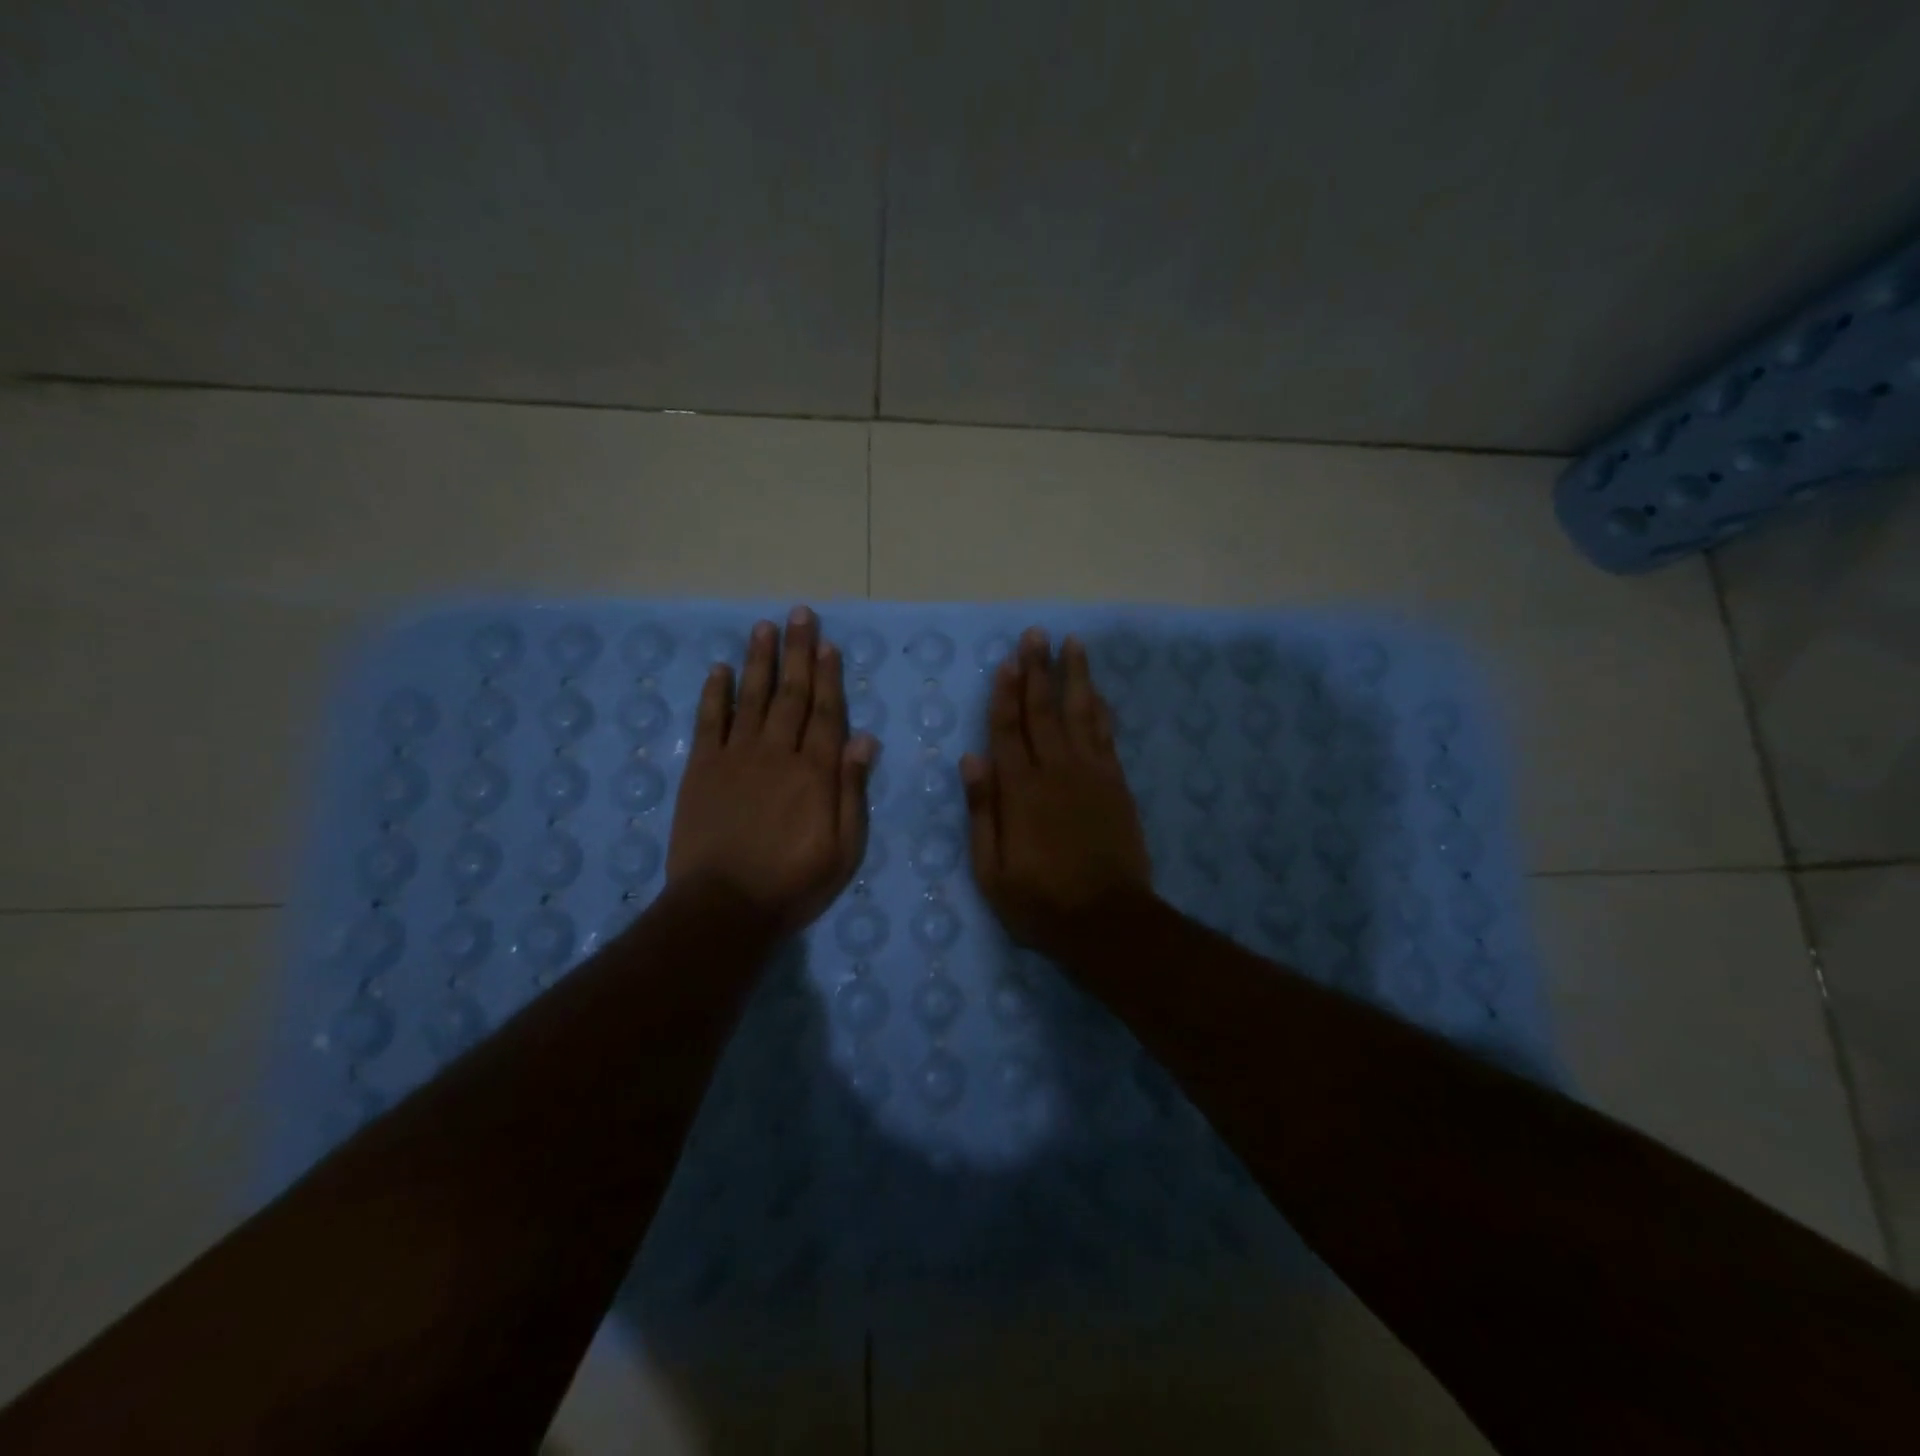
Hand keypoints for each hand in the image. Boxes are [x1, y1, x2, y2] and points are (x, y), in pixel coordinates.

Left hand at [667, 606, 875, 934]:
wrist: (723, 906)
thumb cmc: (793, 883)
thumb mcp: (843, 848)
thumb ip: (853, 790)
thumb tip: (865, 739)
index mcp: (815, 772)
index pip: (826, 713)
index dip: (829, 677)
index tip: (828, 644)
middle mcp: (778, 753)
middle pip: (791, 695)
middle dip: (797, 652)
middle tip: (799, 615)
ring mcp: (736, 757)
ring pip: (752, 698)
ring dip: (760, 661)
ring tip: (764, 628)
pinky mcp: (702, 769)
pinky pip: (710, 721)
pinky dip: (715, 694)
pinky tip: (719, 669)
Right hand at [961, 628, 1152, 954]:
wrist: (1108, 921)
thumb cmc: (1040, 900)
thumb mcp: (991, 869)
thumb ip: (982, 811)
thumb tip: (971, 759)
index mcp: (1020, 790)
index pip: (1008, 730)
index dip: (1005, 693)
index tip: (1007, 660)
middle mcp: (1056, 771)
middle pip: (1044, 710)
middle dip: (1038, 670)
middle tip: (1036, 634)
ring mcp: (1091, 774)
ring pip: (1081, 713)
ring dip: (1075, 677)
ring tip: (1072, 644)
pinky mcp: (1116, 784)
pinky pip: (1107, 736)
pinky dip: (1101, 709)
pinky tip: (1097, 692)